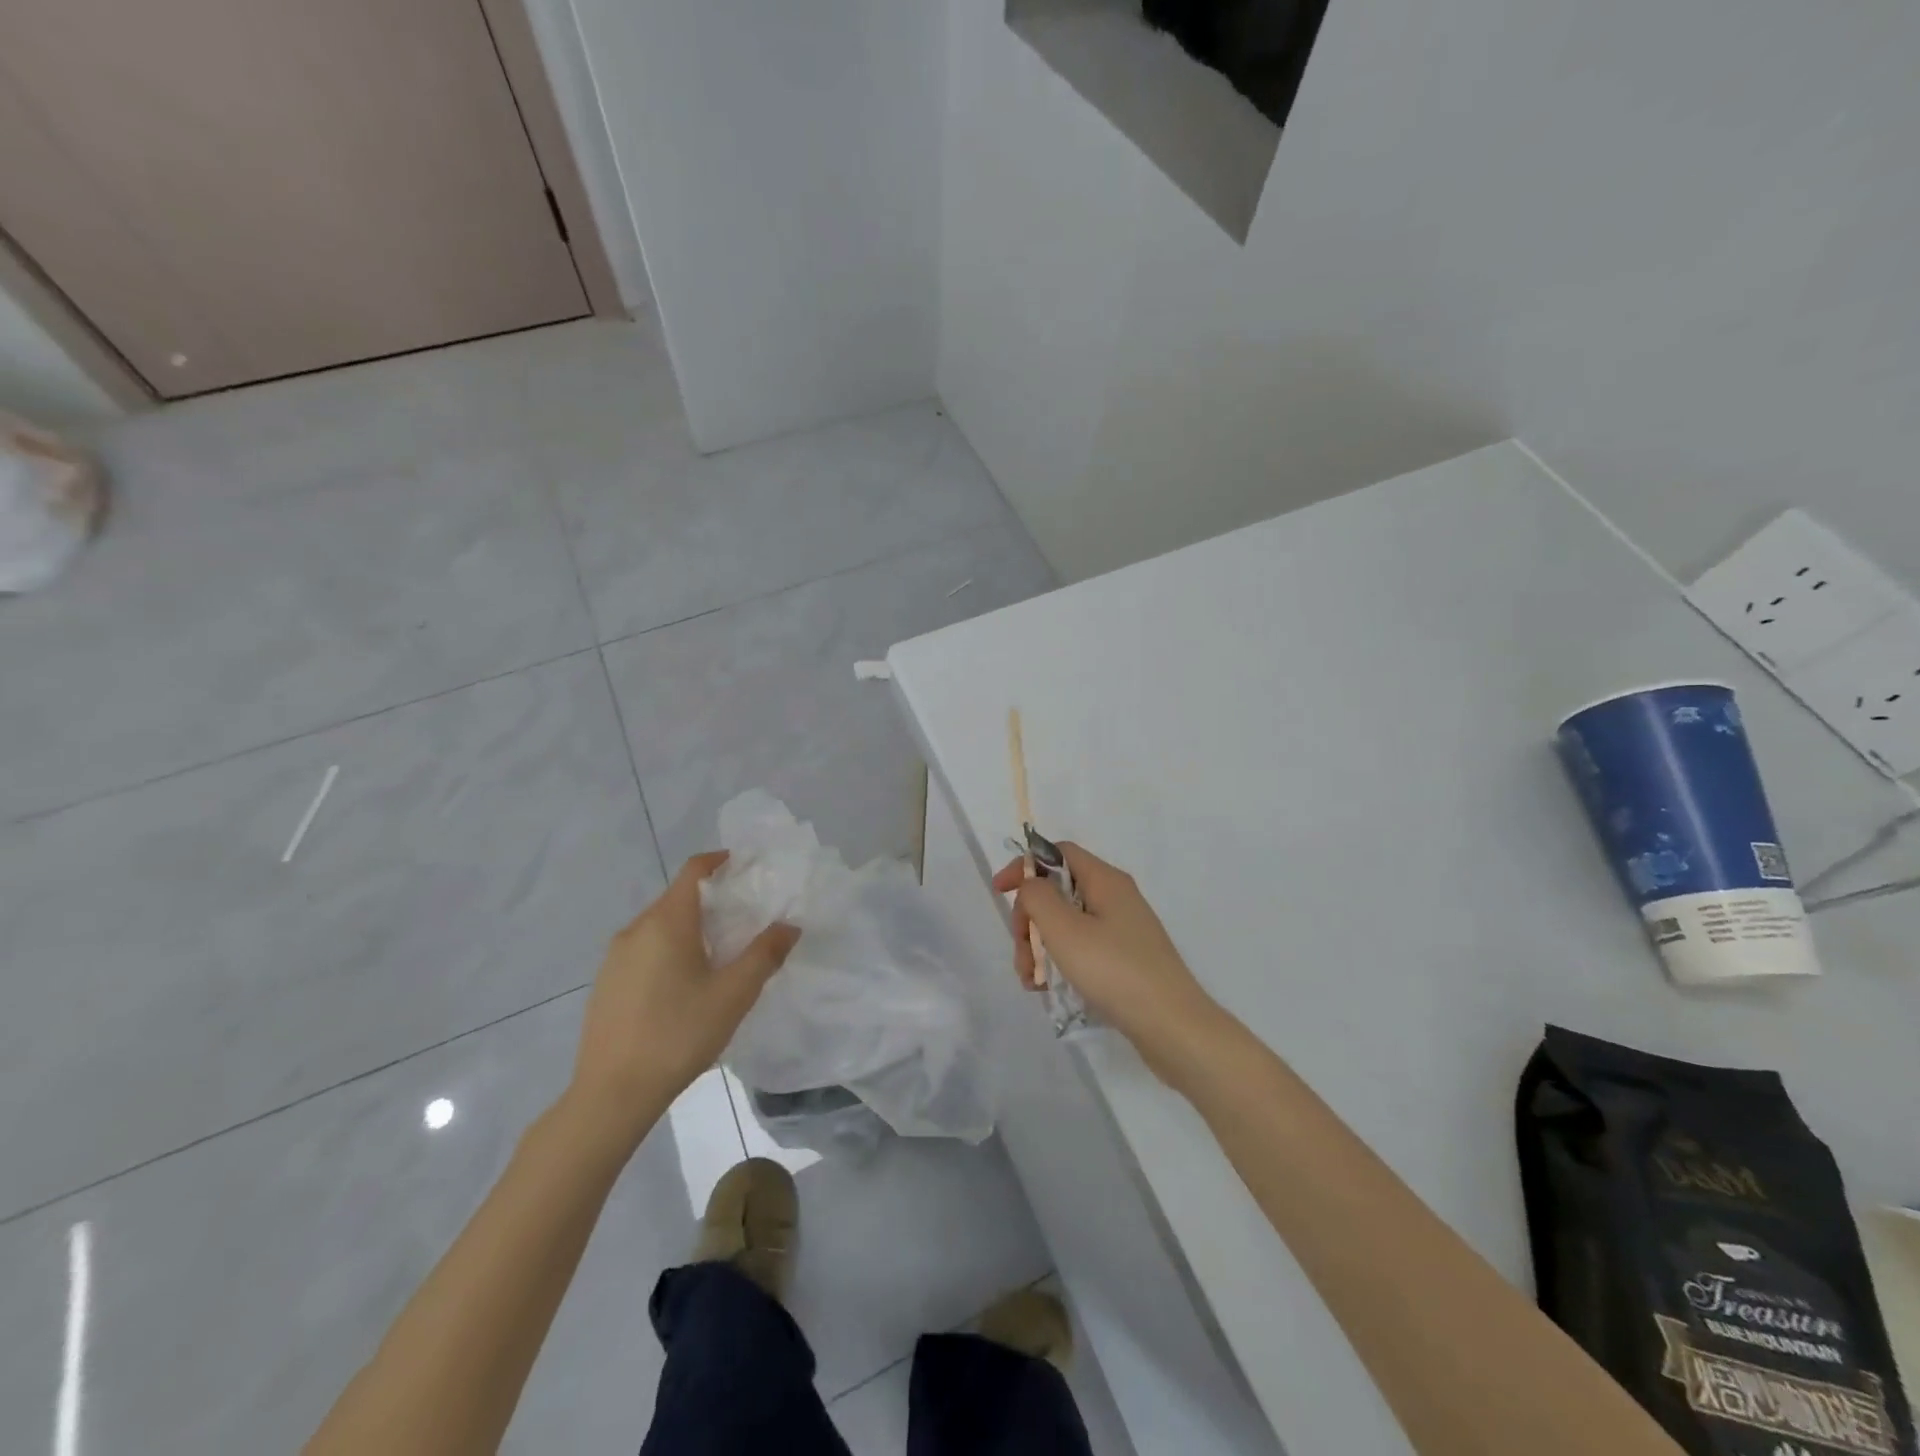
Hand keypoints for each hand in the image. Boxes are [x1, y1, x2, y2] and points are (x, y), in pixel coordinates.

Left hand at [566, 852, 799, 1142]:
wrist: (611, 1094)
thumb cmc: (678, 1035)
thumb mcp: (734, 995)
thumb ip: (765, 954)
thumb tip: (789, 925)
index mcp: (666, 922)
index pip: (693, 871)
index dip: (720, 862)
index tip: (746, 867)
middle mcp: (635, 930)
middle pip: (677, 898)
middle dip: (711, 900)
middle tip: (744, 919)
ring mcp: (614, 958)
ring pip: (659, 926)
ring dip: (689, 928)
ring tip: (718, 955)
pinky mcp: (605, 984)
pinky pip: (643, 950)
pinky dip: (668, 951)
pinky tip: (683, 987)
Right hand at [993, 844, 1228, 1084]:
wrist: (1173, 1027)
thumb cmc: (1115, 971)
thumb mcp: (1065, 930)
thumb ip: (1038, 897)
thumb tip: (1032, 885)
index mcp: (1106, 880)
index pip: (1059, 853)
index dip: (1026, 866)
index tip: (999, 892)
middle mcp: (1116, 898)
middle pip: (1059, 892)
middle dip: (1030, 919)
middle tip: (1020, 953)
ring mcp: (1122, 930)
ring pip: (1067, 924)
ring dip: (1040, 947)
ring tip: (1032, 982)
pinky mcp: (1125, 959)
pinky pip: (1082, 949)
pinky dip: (1061, 963)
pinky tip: (1049, 990)